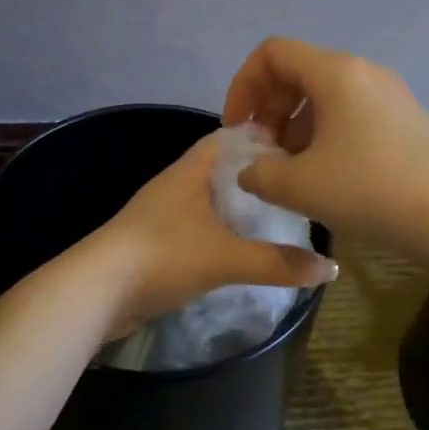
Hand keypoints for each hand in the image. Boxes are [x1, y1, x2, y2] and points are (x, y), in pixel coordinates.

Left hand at [82, 131, 336, 337]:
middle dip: (258, 178)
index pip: (231, 137)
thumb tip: (331, 268)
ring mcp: (163, 214)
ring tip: (281, 219)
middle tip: (299, 189)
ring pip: (210, 201)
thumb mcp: (226, 259)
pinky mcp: (156, 243)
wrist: (97, 292)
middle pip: (223, 170)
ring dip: (240, 208)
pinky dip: (222, 233)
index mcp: (191, 170)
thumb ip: (278, 263)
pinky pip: (198, 228)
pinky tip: (244, 249)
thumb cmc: (162, 257)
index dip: (265, 138)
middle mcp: (176, 184)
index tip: (302, 151)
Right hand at [222, 36, 428, 258]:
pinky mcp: (403, 119)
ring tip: (289, 169)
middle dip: (268, 109)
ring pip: (323, 95)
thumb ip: (258, 173)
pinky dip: (323, 134)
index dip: (243, 86)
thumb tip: (251, 170)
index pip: (272, 54)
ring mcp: (388, 94)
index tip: (239, 129)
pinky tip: (324, 174)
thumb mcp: (298, 186)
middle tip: (262, 152)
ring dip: (294, 125)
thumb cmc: (369, 190)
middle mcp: (362, 72)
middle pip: (297, 72)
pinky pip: (349, 112)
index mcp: (335, 72)